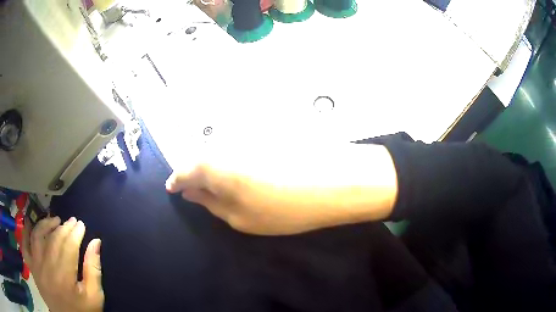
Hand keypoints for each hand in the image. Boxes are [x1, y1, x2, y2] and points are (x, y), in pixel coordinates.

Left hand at [22, 217, 103, 311]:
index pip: (68, 247)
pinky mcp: (31, 268)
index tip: (81, 225)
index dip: (75, 233)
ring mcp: (36, 267)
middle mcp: (46, 269)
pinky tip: (30, 222)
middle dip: (63, 227)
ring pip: (37, 237)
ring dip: (45, 224)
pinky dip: (26, 232)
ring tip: (54, 220)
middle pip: (53, 240)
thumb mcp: (94, 296)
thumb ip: (94, 269)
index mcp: (64, 278)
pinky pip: (25, 246)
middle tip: (72, 221)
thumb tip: (96, 242)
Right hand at [166, 142, 397, 234]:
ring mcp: (246, 135)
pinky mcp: (263, 133)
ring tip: (226, 186)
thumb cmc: (282, 209)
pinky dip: (235, 160)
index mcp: (212, 164)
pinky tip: (248, 174)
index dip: (177, 181)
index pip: (183, 170)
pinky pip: (238, 147)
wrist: (332, 182)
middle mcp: (225, 143)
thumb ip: (210, 202)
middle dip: (196, 175)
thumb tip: (190, 192)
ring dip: (217, 168)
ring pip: (219, 151)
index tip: (173, 189)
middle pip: (200, 158)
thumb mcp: (239, 217)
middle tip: (200, 192)